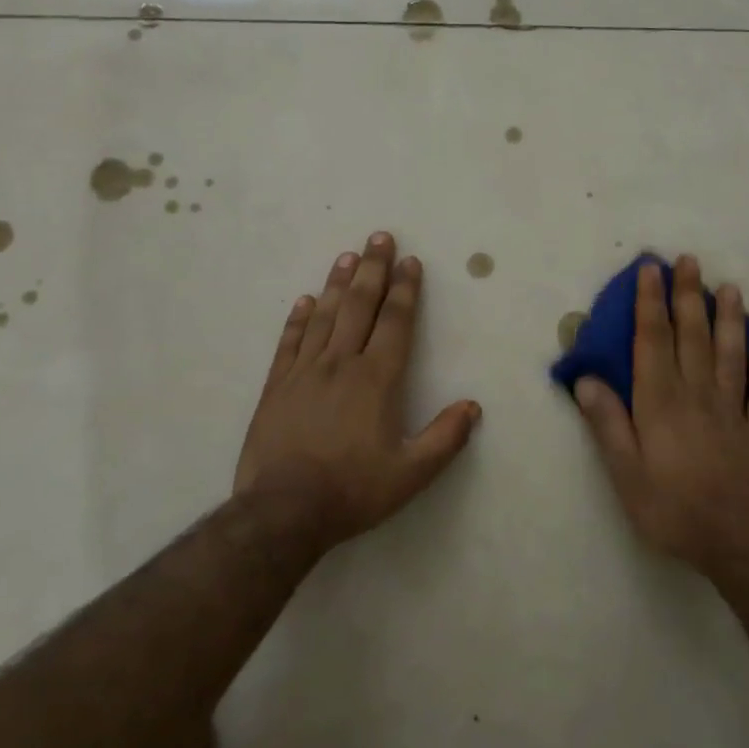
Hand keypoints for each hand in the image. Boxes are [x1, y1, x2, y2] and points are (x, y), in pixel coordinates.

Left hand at [235, 232, 480, 545]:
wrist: (284, 510)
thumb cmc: (353, 490)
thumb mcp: (412, 473)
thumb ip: (445, 437)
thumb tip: (472, 406)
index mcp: (376, 379)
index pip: (395, 322)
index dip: (405, 289)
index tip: (410, 261)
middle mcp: (341, 364)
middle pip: (360, 306)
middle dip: (373, 269)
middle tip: (379, 237)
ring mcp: (304, 372)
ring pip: (325, 316)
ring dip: (338, 284)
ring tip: (348, 256)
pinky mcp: (276, 386)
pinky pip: (289, 342)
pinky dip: (299, 318)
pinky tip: (305, 300)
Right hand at [573, 256, 748, 572]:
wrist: (739, 542)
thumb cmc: (673, 509)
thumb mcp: (625, 473)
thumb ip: (607, 423)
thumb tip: (585, 380)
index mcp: (661, 403)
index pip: (654, 341)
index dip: (650, 303)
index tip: (650, 270)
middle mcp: (698, 396)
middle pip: (693, 337)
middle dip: (688, 296)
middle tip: (690, 261)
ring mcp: (733, 412)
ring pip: (731, 354)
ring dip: (730, 319)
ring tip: (730, 288)